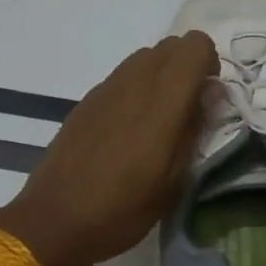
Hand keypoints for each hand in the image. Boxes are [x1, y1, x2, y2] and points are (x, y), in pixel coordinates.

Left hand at [0, 31, 216, 265]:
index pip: (195, 44)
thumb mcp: (174, 180)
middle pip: (171, 45)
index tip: (209, 98)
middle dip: (188, 67)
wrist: (54, 220)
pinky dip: (137, 88)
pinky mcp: (87, 100)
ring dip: (162, 75)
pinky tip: (129, 130)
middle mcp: (134, 82)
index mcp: (162, 100)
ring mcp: (106, 87)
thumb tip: (211, 91)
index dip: (209, 64)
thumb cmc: (123, 208)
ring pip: (145, 57)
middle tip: (189, 109)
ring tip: (159, 121)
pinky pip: (122, 76)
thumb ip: (196, 128)